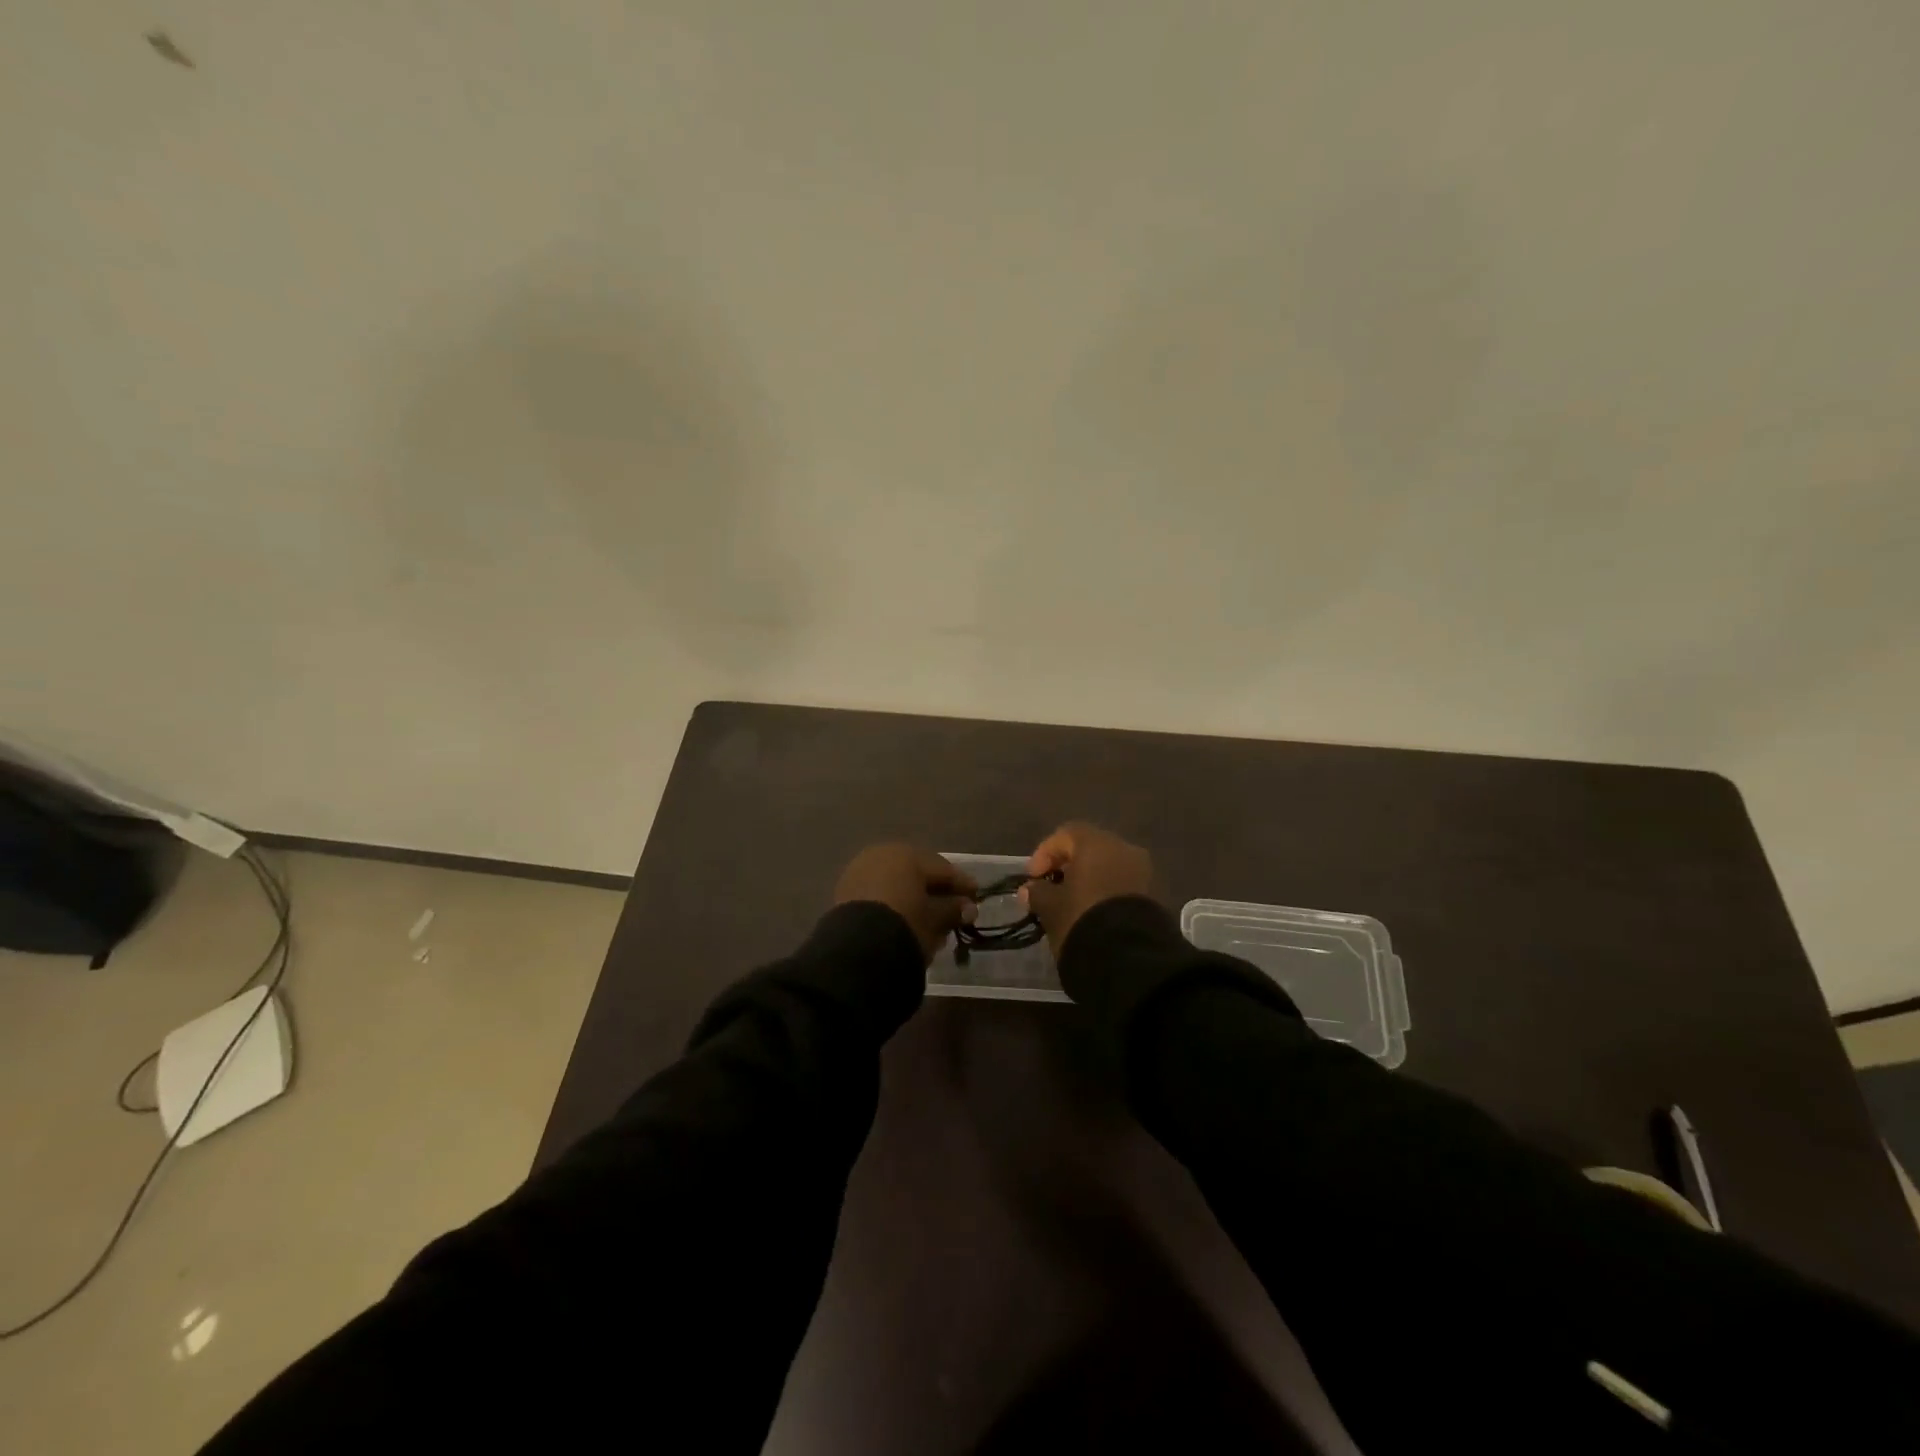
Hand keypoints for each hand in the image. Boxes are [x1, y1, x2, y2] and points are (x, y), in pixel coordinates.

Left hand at [833, 843, 977, 961]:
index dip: (961, 885)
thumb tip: (968, 907)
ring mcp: (860, 872)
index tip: (976, 897)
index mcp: (907, 854)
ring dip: (915, 901)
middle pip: (917, 875)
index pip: (942, 869)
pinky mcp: (845, 893)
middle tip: (954, 911)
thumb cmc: (906, 924)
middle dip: (936, 893)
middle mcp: (882, 855)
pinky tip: (905, 923)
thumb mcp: (935, 918)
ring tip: (931, 924)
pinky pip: (879, 895)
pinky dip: (894, 906)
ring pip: (897, 885)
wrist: (857, 949)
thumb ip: (953, 910)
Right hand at [1022, 822, 1154, 956]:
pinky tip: (1093, 912)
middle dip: (1068, 865)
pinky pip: (1123, 884)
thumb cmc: (1082, 919)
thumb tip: (1031, 889)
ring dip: (1089, 879)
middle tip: (1052, 887)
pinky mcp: (1153, 895)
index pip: (1065, 834)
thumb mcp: (1051, 907)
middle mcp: (1124, 848)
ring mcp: (1143, 871)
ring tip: (1072, 903)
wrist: (1129, 957)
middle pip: (1090, 848)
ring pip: (1109, 866)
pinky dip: (1106, 892)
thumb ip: (1038, 892)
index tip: (1033, 878)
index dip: (1044, 853)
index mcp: (1097, 843)